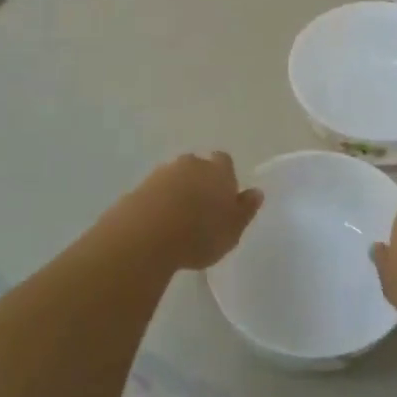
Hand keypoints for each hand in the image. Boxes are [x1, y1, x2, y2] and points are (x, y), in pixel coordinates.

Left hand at [109, 152, 262, 270]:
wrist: (146, 235)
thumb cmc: (200, 234)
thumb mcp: (233, 230)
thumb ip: (245, 209)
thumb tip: (256, 192)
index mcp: (218, 171)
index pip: (224, 162)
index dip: (224, 176)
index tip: (223, 197)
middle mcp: (191, 164)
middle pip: (198, 166)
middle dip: (199, 182)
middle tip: (201, 209)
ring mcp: (162, 173)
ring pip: (175, 177)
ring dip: (177, 192)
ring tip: (177, 221)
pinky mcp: (139, 187)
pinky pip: (154, 192)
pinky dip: (158, 203)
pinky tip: (158, 224)